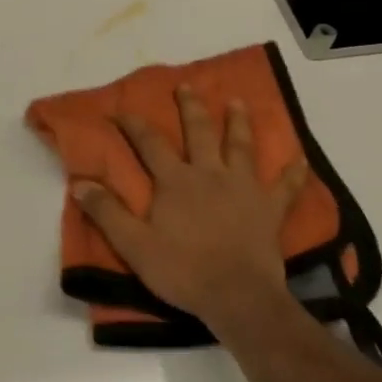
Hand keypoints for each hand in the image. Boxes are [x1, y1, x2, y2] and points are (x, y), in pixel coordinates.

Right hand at [74, 85, 306, 333]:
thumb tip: (80, 183)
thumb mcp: (134, 244)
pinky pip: (285, 187)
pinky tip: (301, 160)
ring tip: (237, 102)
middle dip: (191, 108)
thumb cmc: (182, 270)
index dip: (134, 126)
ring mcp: (244, 189)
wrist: (236, 296)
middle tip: (187, 85)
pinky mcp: (269, 209)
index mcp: (175, 182)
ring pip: (241, 148)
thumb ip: (107, 212)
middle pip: (199, 133)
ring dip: (238, 123)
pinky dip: (293, 173)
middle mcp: (210, 175)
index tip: (121, 110)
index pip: (150, 145)